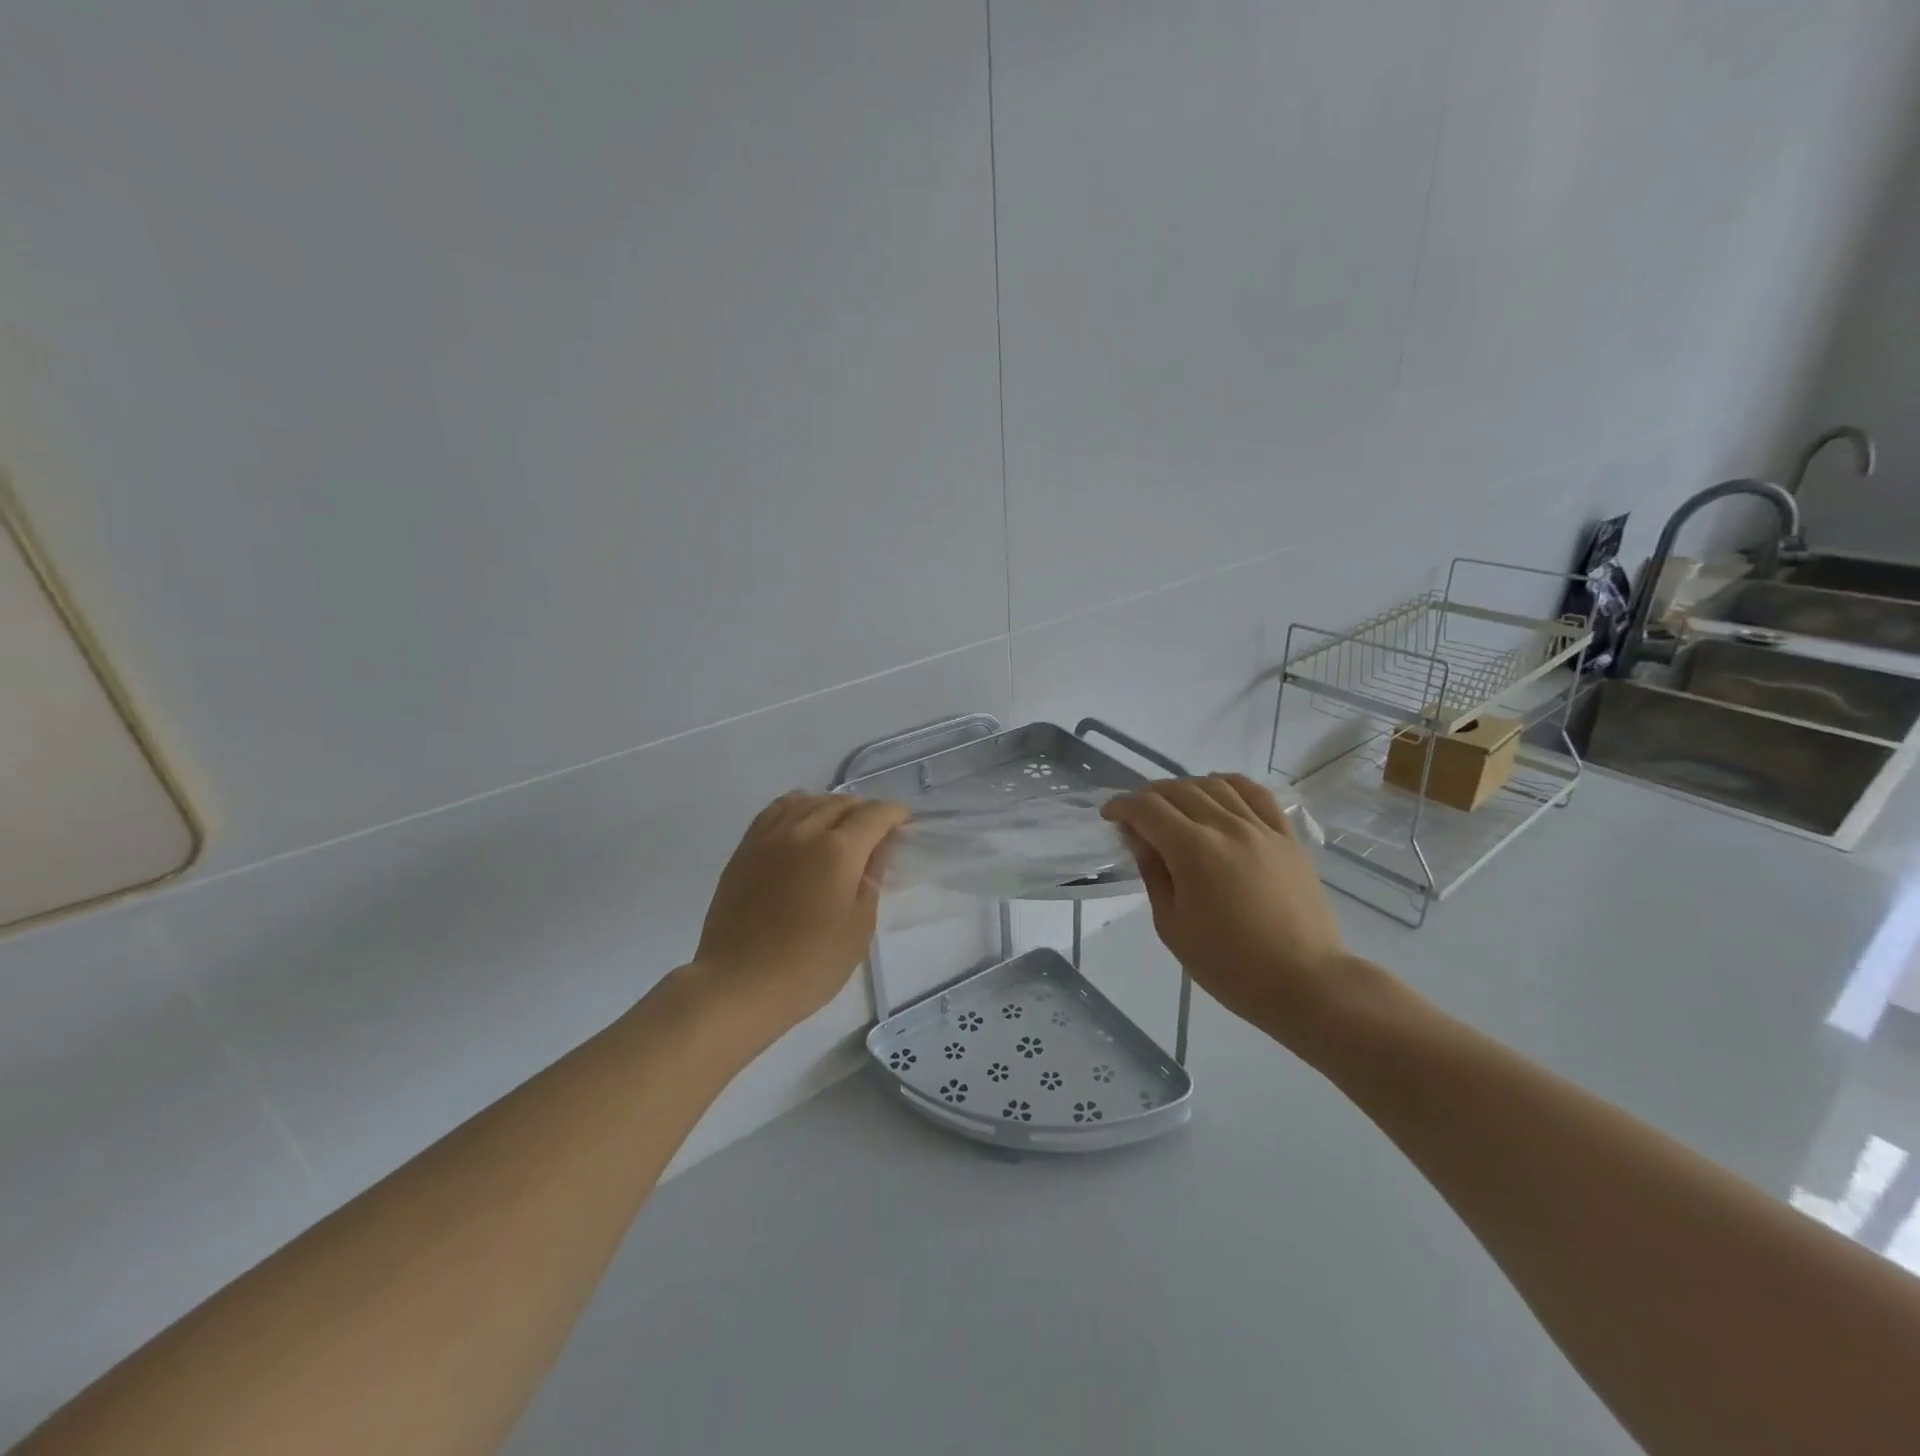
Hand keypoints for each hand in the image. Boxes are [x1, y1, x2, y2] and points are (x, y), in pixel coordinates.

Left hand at [690, 792, 910, 1041]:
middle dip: (865, 811)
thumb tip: (879, 848)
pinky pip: (776, 810)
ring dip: (832, 806)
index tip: (905, 823)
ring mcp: (770, 836)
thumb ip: (871, 878)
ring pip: (808, 800)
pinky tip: (802, 824)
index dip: (895, 813)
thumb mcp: (859, 927)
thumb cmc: (810, 965)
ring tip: (840, 827)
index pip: (874, 814)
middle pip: (841, 802)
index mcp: (838, 850)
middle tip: (876, 833)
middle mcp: (804, 831)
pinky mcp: (745, 848)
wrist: (738, 984)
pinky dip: (798, 808)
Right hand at [1103, 774, 1353, 1046]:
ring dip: (1185, 788)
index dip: (1122, 806)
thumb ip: (1153, 874)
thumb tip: (1140, 839)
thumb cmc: (1229, 965)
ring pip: (1215, 785)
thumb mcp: (1172, 926)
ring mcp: (1262, 828)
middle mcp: (1227, 827)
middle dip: (1148, 796)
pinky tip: (1218, 794)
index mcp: (1193, 851)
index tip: (1109, 816)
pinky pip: (1256, 794)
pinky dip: (1229, 785)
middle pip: (1178, 790)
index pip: (1147, 809)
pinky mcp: (1287, 837)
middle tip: (1135, 815)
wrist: (1304, 983)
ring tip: (1173, 806)